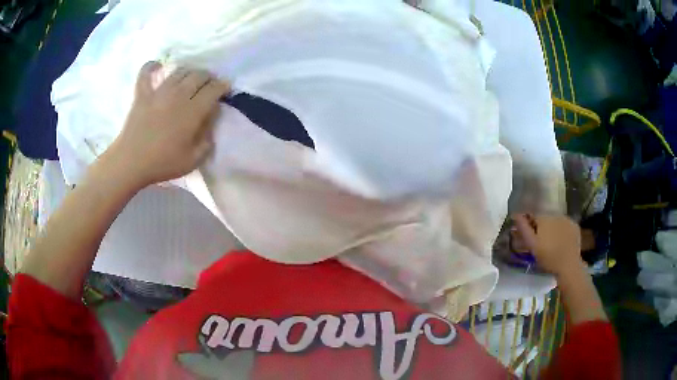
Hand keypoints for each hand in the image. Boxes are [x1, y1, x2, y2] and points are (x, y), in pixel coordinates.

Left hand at [100, 62, 229, 188]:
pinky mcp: (142, 94)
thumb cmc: (162, 163)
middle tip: (210, 84)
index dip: (223, 86)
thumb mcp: (192, 160)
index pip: (214, 89)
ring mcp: (159, 91)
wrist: (130, 163)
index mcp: (193, 110)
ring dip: (189, 71)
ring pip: (179, 71)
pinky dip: (152, 66)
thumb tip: (211, 122)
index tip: (226, 89)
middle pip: (199, 75)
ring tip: (191, 78)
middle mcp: (178, 94)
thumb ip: (207, 141)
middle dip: (209, 77)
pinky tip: (157, 65)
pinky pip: (146, 73)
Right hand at [512, 214, 582, 275]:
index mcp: (543, 218)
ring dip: (553, 229)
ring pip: (556, 222)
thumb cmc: (548, 257)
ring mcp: (567, 219)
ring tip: (552, 243)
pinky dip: (563, 231)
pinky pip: (566, 226)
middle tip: (541, 243)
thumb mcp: (532, 245)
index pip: (533, 217)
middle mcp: (555, 215)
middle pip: (545, 219)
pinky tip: (562, 242)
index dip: (530, 226)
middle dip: (542, 228)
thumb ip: (524, 229)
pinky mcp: (574, 226)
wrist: (568, 265)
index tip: (530, 237)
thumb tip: (515, 215)